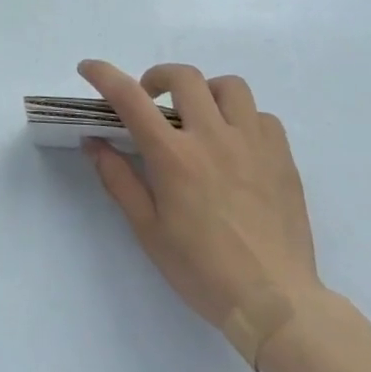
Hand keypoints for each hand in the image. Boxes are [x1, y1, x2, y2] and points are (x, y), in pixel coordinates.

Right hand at [79, 60, 326, 368]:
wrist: (275, 304)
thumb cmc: (202, 270)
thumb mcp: (148, 230)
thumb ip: (119, 180)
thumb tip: (94, 142)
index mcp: (174, 156)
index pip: (130, 97)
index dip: (104, 74)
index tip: (88, 68)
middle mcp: (212, 137)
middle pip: (183, 76)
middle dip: (158, 78)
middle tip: (151, 101)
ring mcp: (252, 143)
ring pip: (229, 86)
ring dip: (206, 92)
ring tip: (199, 116)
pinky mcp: (282, 156)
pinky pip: (262, 116)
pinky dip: (243, 119)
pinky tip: (236, 144)